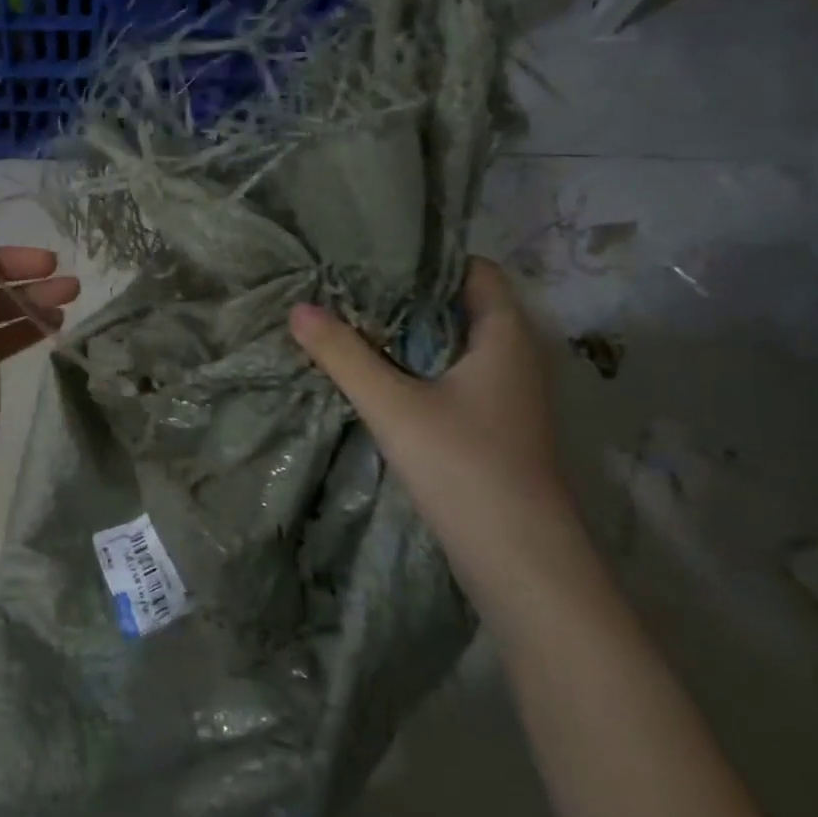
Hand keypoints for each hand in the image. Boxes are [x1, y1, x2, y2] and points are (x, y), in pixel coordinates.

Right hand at [289, 260, 581, 579]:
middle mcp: (513, 359)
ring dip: (409, 334)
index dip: (429, 258)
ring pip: (454, 346)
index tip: (375, 253)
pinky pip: (452, 378)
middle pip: (460, 307)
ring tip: (352, 321)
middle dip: (407, 295)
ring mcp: (506, 397)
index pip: (475, 272)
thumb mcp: (393, 406)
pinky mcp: (493, 428)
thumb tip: (298, 309)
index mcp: (505, 338)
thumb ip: (344, 355)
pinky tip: (377, 375)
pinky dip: (417, 367)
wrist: (520, 563)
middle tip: (349, 284)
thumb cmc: (464, 467)